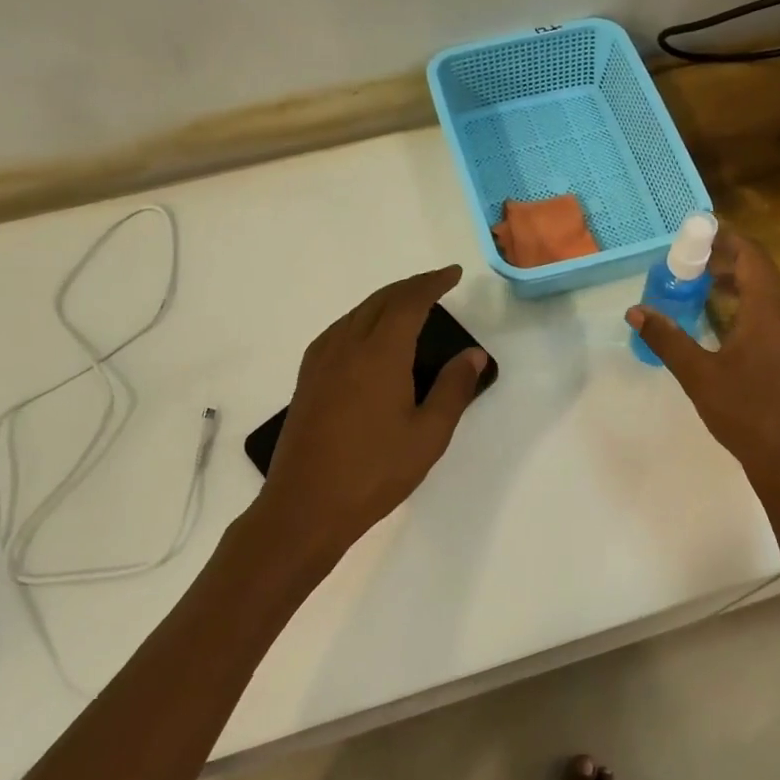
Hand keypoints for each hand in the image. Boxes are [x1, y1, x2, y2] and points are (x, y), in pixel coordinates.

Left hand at [254, 265, 488, 574]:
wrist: (305, 505)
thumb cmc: (374, 471)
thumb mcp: (428, 434)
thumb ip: (453, 389)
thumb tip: (473, 354)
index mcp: (380, 353)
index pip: (409, 301)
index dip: (432, 283)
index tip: (454, 274)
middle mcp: (347, 345)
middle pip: (381, 300)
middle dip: (411, 287)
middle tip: (437, 285)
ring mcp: (321, 360)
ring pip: (357, 313)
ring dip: (386, 301)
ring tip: (410, 306)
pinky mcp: (308, 378)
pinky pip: (340, 330)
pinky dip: (363, 319)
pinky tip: (371, 338)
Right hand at [628, 231, 779, 497]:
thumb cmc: (748, 413)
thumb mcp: (699, 375)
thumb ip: (667, 339)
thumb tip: (636, 311)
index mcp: (770, 312)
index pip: (753, 257)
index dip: (728, 239)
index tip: (700, 232)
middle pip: (762, 274)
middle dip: (728, 262)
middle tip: (693, 262)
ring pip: (770, 299)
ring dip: (739, 288)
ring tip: (705, 291)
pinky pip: (774, 321)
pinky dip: (749, 311)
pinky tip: (727, 332)